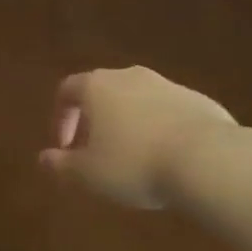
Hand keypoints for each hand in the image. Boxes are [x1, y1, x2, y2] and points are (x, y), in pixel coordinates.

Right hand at [38, 67, 237, 208]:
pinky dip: (160, 128)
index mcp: (97, 86)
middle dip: (96, 119)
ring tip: (134, 157)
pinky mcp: (198, 100)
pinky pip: (168, 111)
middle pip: (103, 91)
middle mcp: (129, 76)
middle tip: (96, 151)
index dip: (61, 117)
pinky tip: (168, 157)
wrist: (208, 160)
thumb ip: (62, 165)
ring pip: (137, 99)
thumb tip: (43, 158)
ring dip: (129, 122)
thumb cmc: (135, 164)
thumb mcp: (89, 174)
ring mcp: (167, 85)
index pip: (67, 90)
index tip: (65, 147)